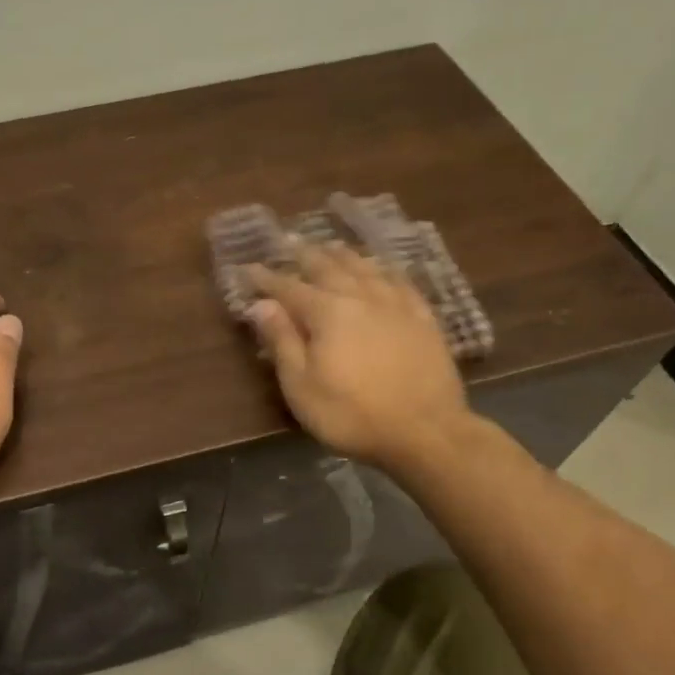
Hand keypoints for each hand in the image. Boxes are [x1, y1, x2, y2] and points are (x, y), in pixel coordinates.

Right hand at [244, 242, 469, 470]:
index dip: (266, 278)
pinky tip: (382, 269)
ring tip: (331, 246)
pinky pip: (401, 282)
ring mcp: (397, 305)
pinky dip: (385, 270)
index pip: (288, 288)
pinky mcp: (424, 318)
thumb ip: (282, 341)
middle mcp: (361, 297)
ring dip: (344, 255)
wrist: (427, 432)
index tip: (247, 268)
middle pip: (329, 268)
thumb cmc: (351, 414)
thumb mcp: (302, 386)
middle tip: (289, 242)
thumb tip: (261, 305)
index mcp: (327, 312)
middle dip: (305, 255)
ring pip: (366, 268)